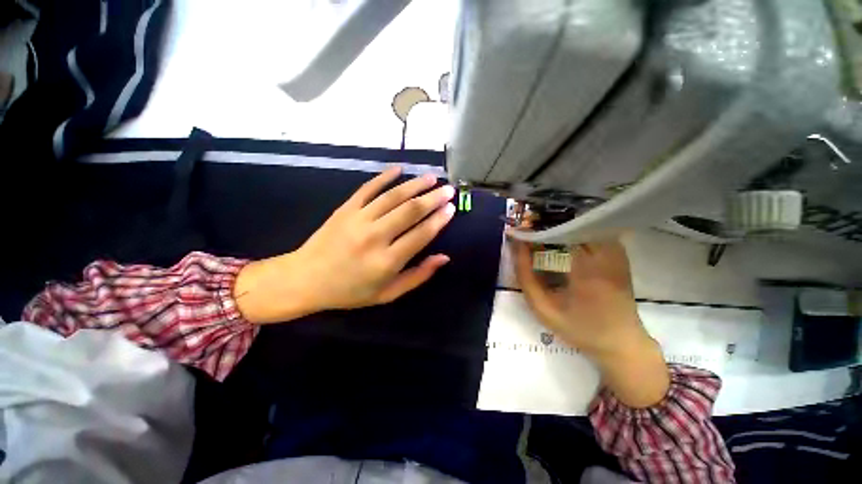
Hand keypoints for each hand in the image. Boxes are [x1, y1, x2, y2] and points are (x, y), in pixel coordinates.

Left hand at [235, 167, 455, 323]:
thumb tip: (443, 258)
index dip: (439, 220)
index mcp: (386, 262)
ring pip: (392, 196)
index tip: (451, 208)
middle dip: (433, 198)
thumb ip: (417, 276)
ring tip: (432, 178)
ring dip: (415, 185)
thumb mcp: (387, 294)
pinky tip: (399, 169)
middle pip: (410, 211)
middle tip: (448, 190)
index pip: (420, 235)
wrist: (305, 279)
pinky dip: (384, 177)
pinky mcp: (345, 209)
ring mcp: (358, 219)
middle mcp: (374, 237)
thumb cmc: (350, 291)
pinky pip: (368, 188)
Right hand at [512, 238, 668, 407]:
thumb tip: (516, 245)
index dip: (536, 227)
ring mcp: (615, 250)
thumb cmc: (580, 328)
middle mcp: (606, 253)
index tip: (518, 229)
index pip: (559, 231)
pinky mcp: (618, 252)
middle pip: (571, 222)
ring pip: (582, 223)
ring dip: (557, 225)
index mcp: (588, 268)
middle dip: (545, 222)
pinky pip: (591, 230)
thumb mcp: (543, 308)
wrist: (622, 342)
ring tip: (539, 233)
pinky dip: (571, 230)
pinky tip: (559, 240)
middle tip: (526, 230)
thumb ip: (525, 276)